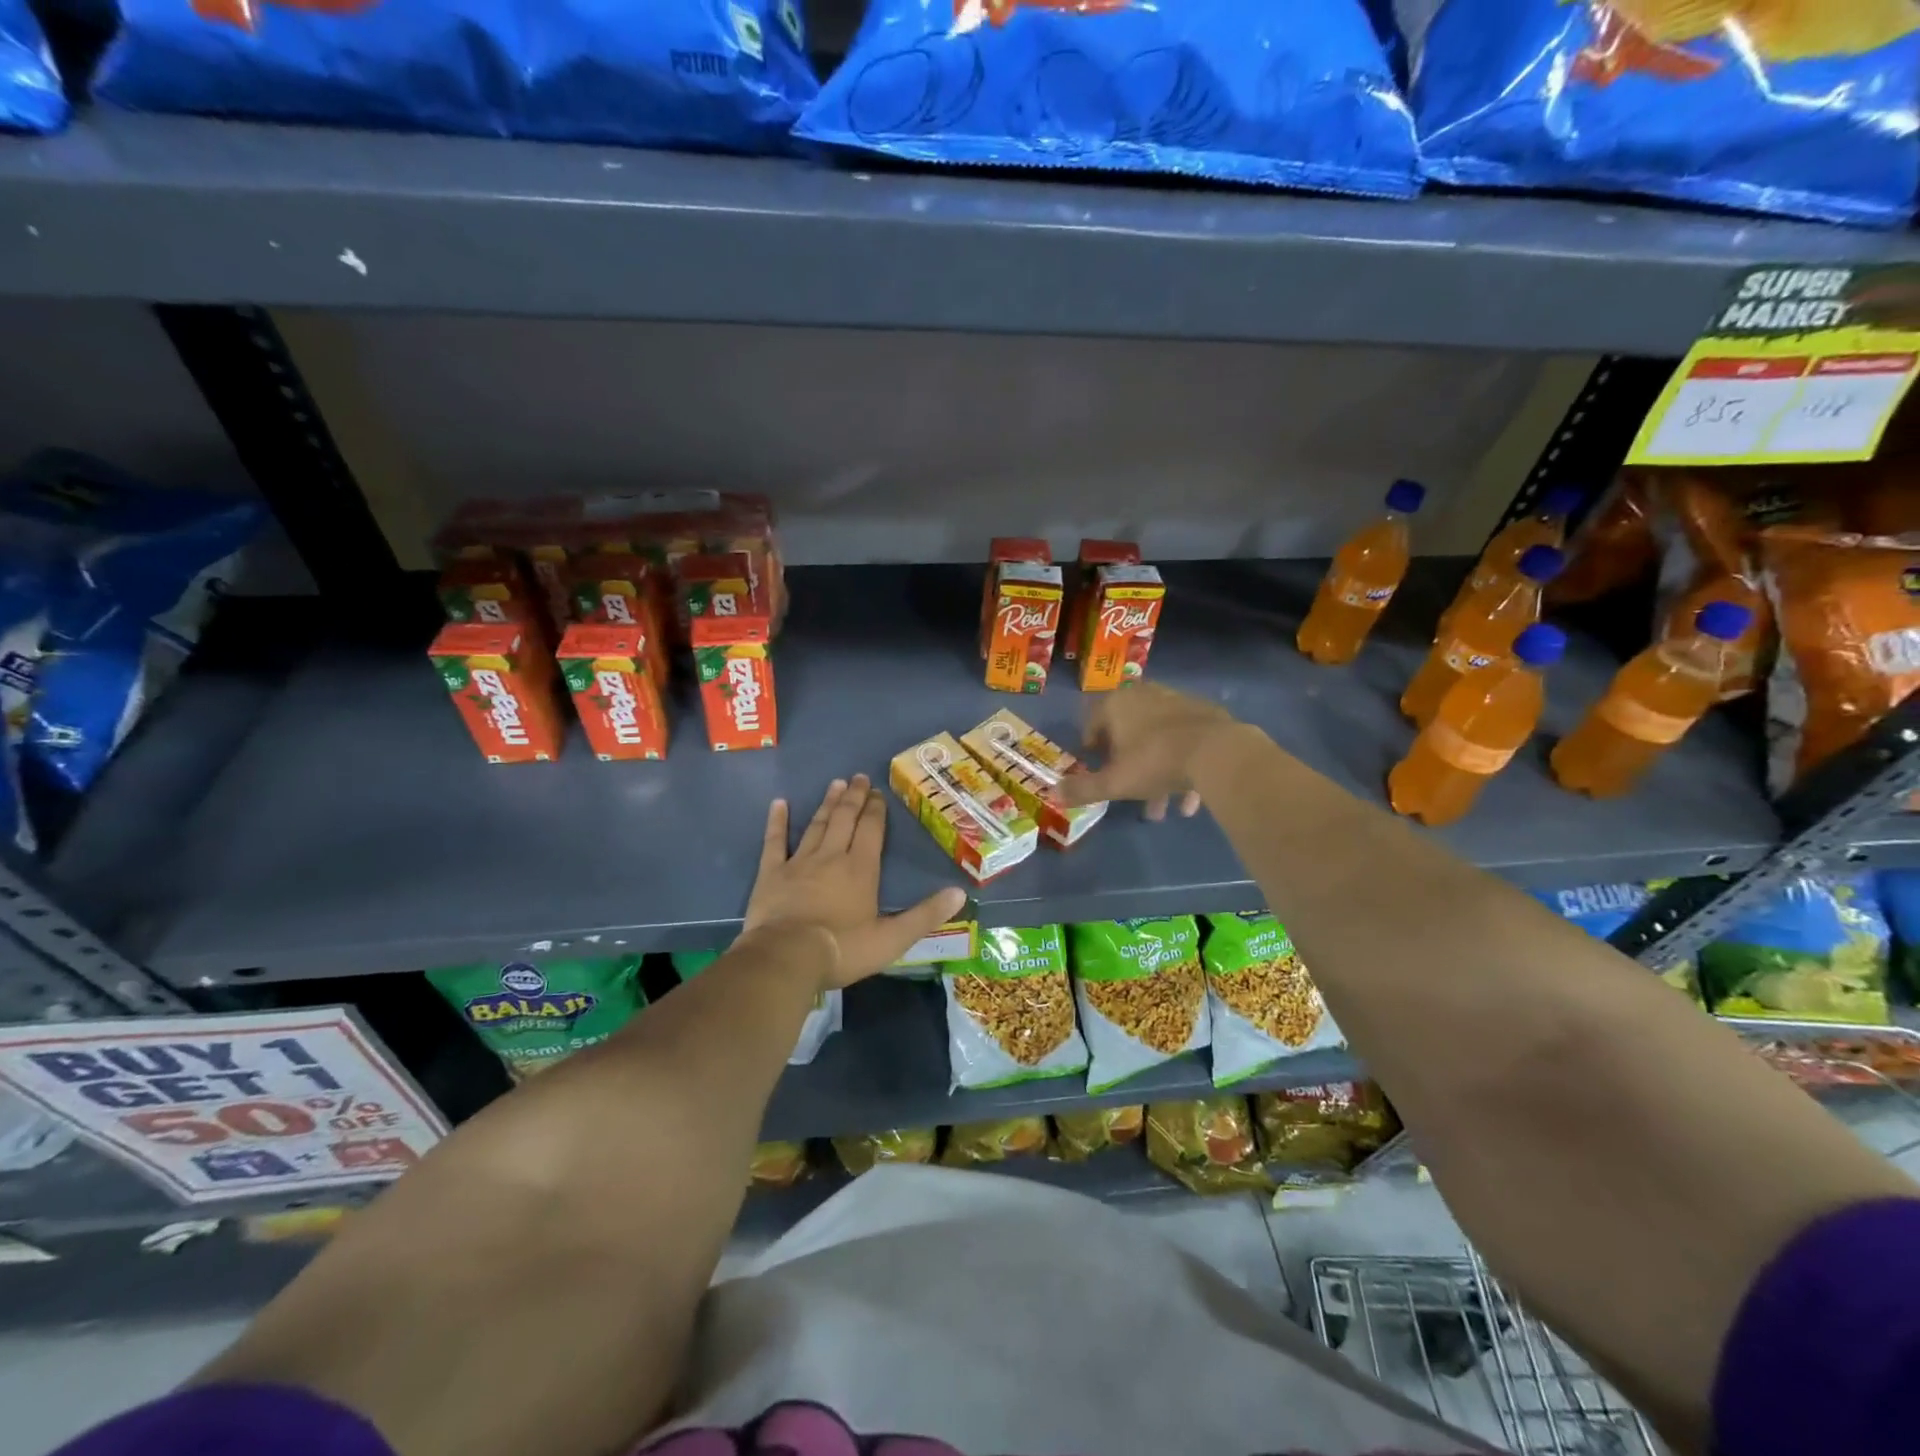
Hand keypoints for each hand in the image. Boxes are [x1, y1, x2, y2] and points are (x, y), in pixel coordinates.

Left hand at [743, 774, 968, 988]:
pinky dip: (777, 822)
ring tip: (835, 784)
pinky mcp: (772, 874)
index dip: (876, 810)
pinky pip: (775, 842)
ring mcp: (799, 862)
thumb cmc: (843, 949)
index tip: (878, 792)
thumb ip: (925, 915)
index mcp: (861, 869)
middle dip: (853, 798)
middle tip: (858, 778)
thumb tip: (959, 893)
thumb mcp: (892, 938)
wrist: (787, 957)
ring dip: (827, 804)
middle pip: (844, 819)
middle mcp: (831, 857)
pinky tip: (779, 804)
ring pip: (816, 825)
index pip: (871, 830)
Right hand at [1059, 682, 1241, 820]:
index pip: (1095, 720)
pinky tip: (1187, 801)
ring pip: (1159, 740)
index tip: (1095, 764)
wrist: (1217, 752)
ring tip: (1160, 808)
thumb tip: (1053, 793)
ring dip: (1156, 772)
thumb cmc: (1154, 762)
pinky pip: (1186, 742)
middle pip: (1129, 731)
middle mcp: (1146, 695)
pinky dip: (1182, 767)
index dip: (1092, 744)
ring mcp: (1179, 703)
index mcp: (1118, 704)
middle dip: (1127, 763)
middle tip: (1127, 788)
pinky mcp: (1208, 715)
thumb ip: (1083, 789)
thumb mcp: (1114, 783)